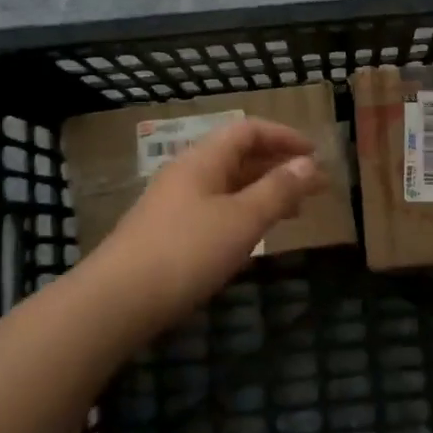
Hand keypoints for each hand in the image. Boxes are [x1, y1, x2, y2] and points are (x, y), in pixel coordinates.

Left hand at [82, 118, 323, 340]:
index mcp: (203, 159)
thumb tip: (309, 163)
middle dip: (279, 166)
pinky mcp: (168, 233)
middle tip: (314, 186)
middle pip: (238, 156)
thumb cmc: (186, 252)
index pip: (248, 130)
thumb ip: (278, 190)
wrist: (117, 301)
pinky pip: (216, 209)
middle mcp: (187, 173)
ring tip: (295, 211)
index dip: (284, 137)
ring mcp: (174, 204)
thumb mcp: (242, 219)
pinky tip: (255, 235)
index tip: (316, 154)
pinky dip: (244, 213)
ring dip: (264, 192)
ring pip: (228, 185)